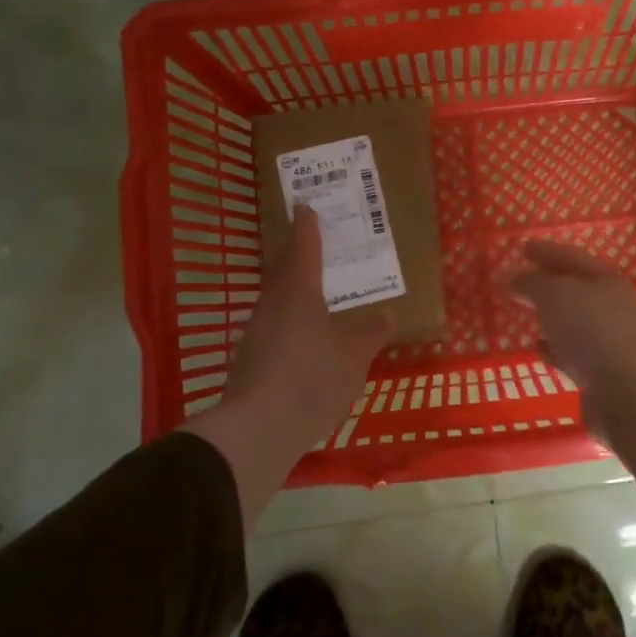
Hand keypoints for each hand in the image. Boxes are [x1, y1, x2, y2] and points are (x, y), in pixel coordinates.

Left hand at [183, 208, 392, 525]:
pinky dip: (290, 326)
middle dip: (297, 257)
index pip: (305, 248)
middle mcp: (273, 305)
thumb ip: (371, 332)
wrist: (258, 429)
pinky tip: (303, 342)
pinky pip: (274, 330)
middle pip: (284, 272)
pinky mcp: (249, 362)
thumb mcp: (355, 355)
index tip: (305, 206)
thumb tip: (386, 314)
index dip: (307, 227)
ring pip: (277, 302)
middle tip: (312, 246)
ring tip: (314, 295)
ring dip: (293, 293)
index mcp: (299, 292)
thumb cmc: (312, 378)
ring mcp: (256, 334)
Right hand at [512, 241, 635, 520]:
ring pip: (572, 322)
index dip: (546, 251)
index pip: (571, 257)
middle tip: (519, 282)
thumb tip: (516, 280)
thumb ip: (533, 283)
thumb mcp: (556, 295)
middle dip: (547, 284)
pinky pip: (571, 353)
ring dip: (551, 318)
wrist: (628, 393)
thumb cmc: (592, 330)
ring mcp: (607, 341)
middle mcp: (610, 307)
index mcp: (605, 280)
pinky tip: (537, 347)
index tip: (523, 247)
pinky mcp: (600, 373)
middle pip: (574, 289)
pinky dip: (554, 348)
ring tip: (525, 314)